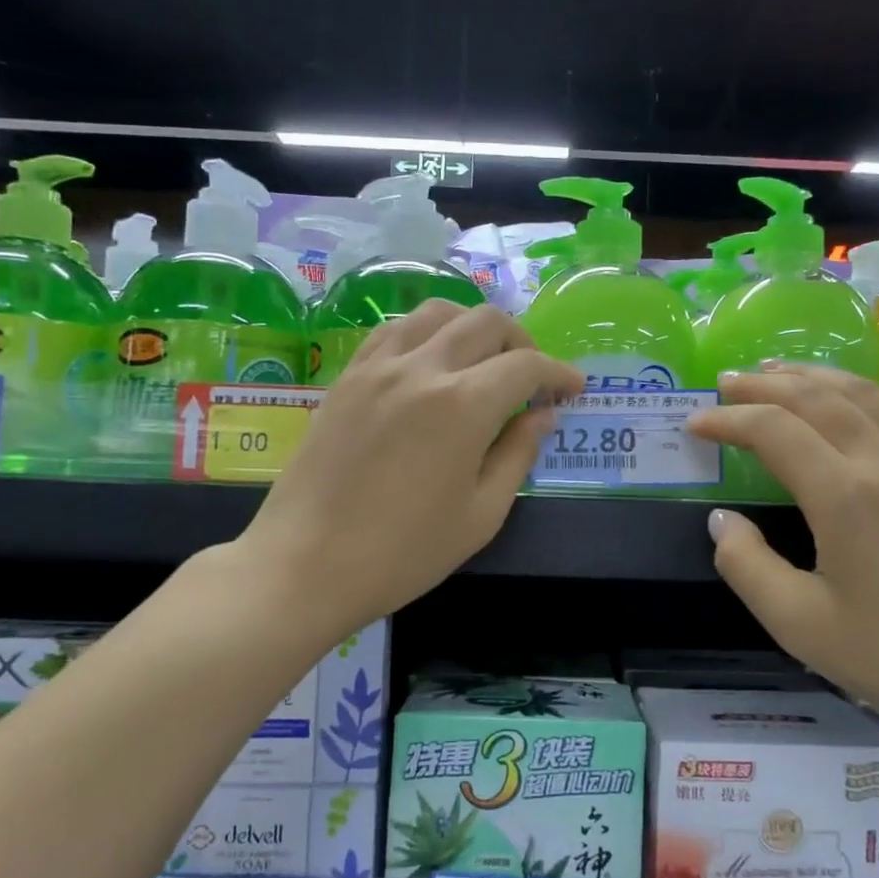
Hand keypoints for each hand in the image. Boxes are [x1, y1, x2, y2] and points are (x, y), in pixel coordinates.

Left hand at [239, 300, 582, 631]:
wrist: (306, 564)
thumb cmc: (404, 553)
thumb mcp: (481, 515)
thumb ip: (518, 455)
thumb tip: (542, 416)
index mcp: (464, 406)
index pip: (526, 366)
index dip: (558, 373)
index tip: (572, 388)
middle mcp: (423, 369)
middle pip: (487, 322)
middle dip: (522, 342)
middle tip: (531, 378)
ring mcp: (378, 367)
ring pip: (438, 312)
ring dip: (473, 326)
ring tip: (483, 362)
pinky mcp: (347, 377)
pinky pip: (394, 330)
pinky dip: (427, 332)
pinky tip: (431, 362)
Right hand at [685, 364, 878, 747]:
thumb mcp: (802, 626)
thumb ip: (748, 567)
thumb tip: (722, 520)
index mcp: (845, 496)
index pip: (773, 431)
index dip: (727, 420)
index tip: (695, 424)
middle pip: (815, 397)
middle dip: (762, 385)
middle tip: (723, 381)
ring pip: (859, 393)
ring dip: (809, 377)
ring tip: (774, 372)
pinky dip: (854, 391)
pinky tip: (845, 400)